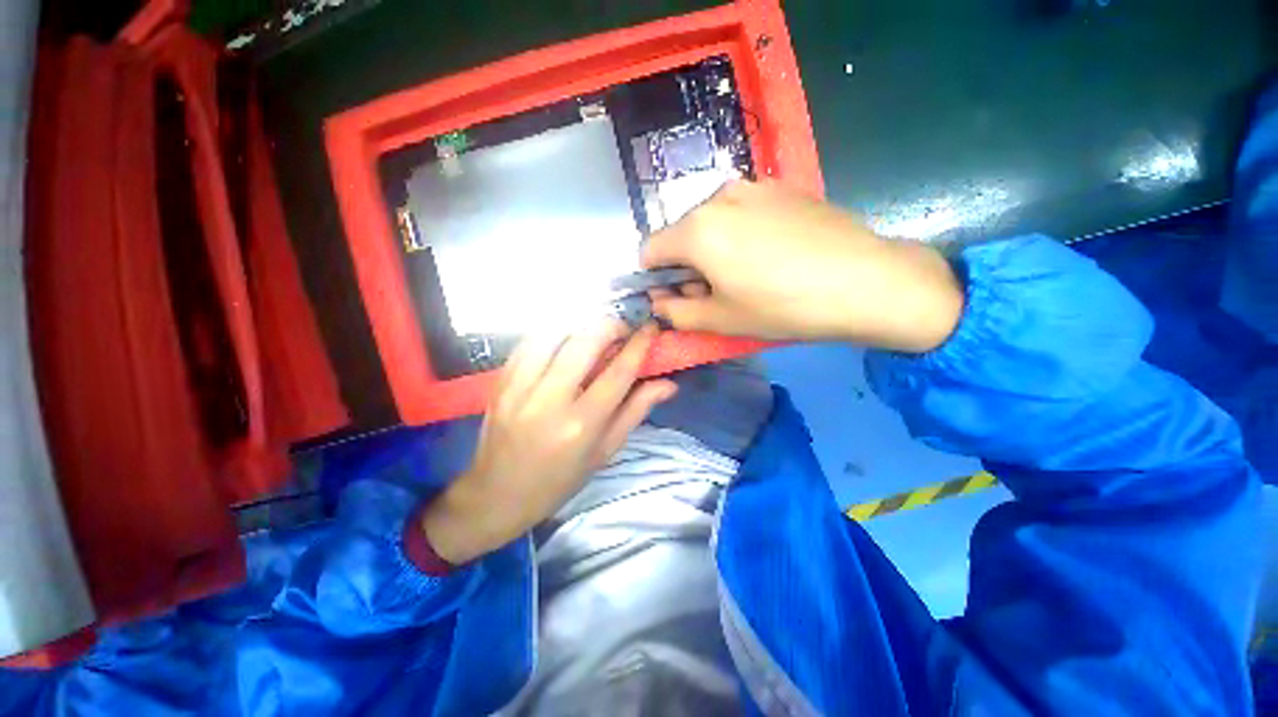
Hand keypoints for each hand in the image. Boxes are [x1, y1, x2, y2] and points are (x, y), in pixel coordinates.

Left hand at [421, 321, 675, 564]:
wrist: (497, 494)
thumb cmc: (560, 480)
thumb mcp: (605, 451)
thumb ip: (636, 411)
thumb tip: (668, 384)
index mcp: (581, 425)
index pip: (618, 372)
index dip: (638, 344)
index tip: (649, 327)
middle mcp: (550, 401)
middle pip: (585, 342)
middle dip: (610, 325)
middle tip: (621, 329)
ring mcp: (519, 387)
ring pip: (554, 333)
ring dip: (580, 324)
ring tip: (594, 331)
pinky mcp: (500, 381)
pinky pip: (528, 342)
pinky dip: (552, 332)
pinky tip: (564, 338)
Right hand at [642, 180, 963, 352]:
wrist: (867, 281)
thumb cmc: (784, 306)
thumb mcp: (720, 320)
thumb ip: (676, 312)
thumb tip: (658, 301)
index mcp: (697, 229)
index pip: (650, 250)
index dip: (655, 277)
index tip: (675, 297)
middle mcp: (719, 197)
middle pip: (682, 234)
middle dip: (687, 265)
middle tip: (715, 293)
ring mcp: (754, 186)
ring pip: (712, 222)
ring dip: (714, 249)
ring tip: (747, 275)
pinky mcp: (783, 188)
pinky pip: (743, 213)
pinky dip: (741, 235)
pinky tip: (772, 256)